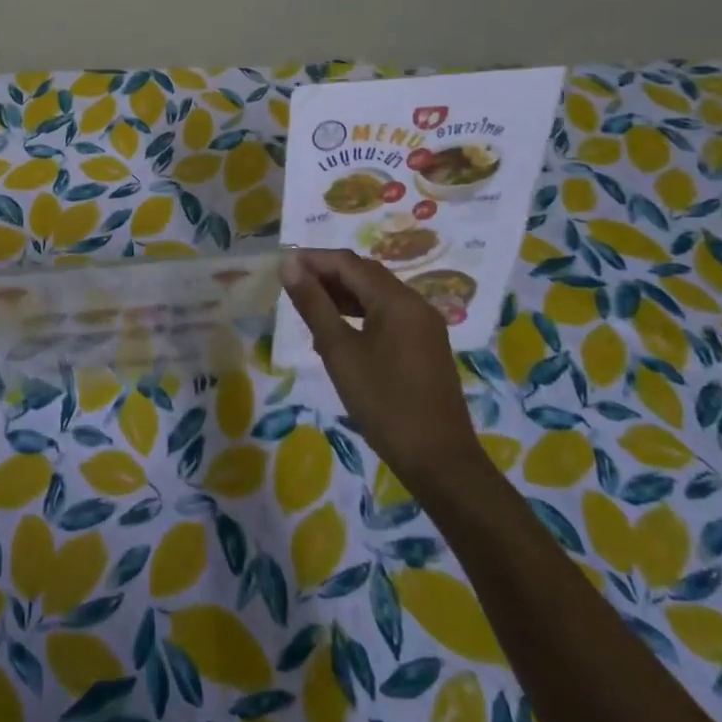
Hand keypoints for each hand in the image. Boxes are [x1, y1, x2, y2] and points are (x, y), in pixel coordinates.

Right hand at [280, 249, 482, 489]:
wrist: (440, 462)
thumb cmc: (384, 403)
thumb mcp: (340, 351)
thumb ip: (313, 304)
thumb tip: (289, 266)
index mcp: (397, 299)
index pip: (348, 263)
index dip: (313, 259)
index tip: (281, 266)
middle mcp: (414, 303)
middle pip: (364, 274)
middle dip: (326, 274)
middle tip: (291, 284)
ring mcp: (423, 325)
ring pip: (376, 295)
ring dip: (341, 294)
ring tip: (308, 305)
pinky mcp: (425, 346)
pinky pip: (387, 315)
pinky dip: (359, 314)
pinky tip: (336, 331)